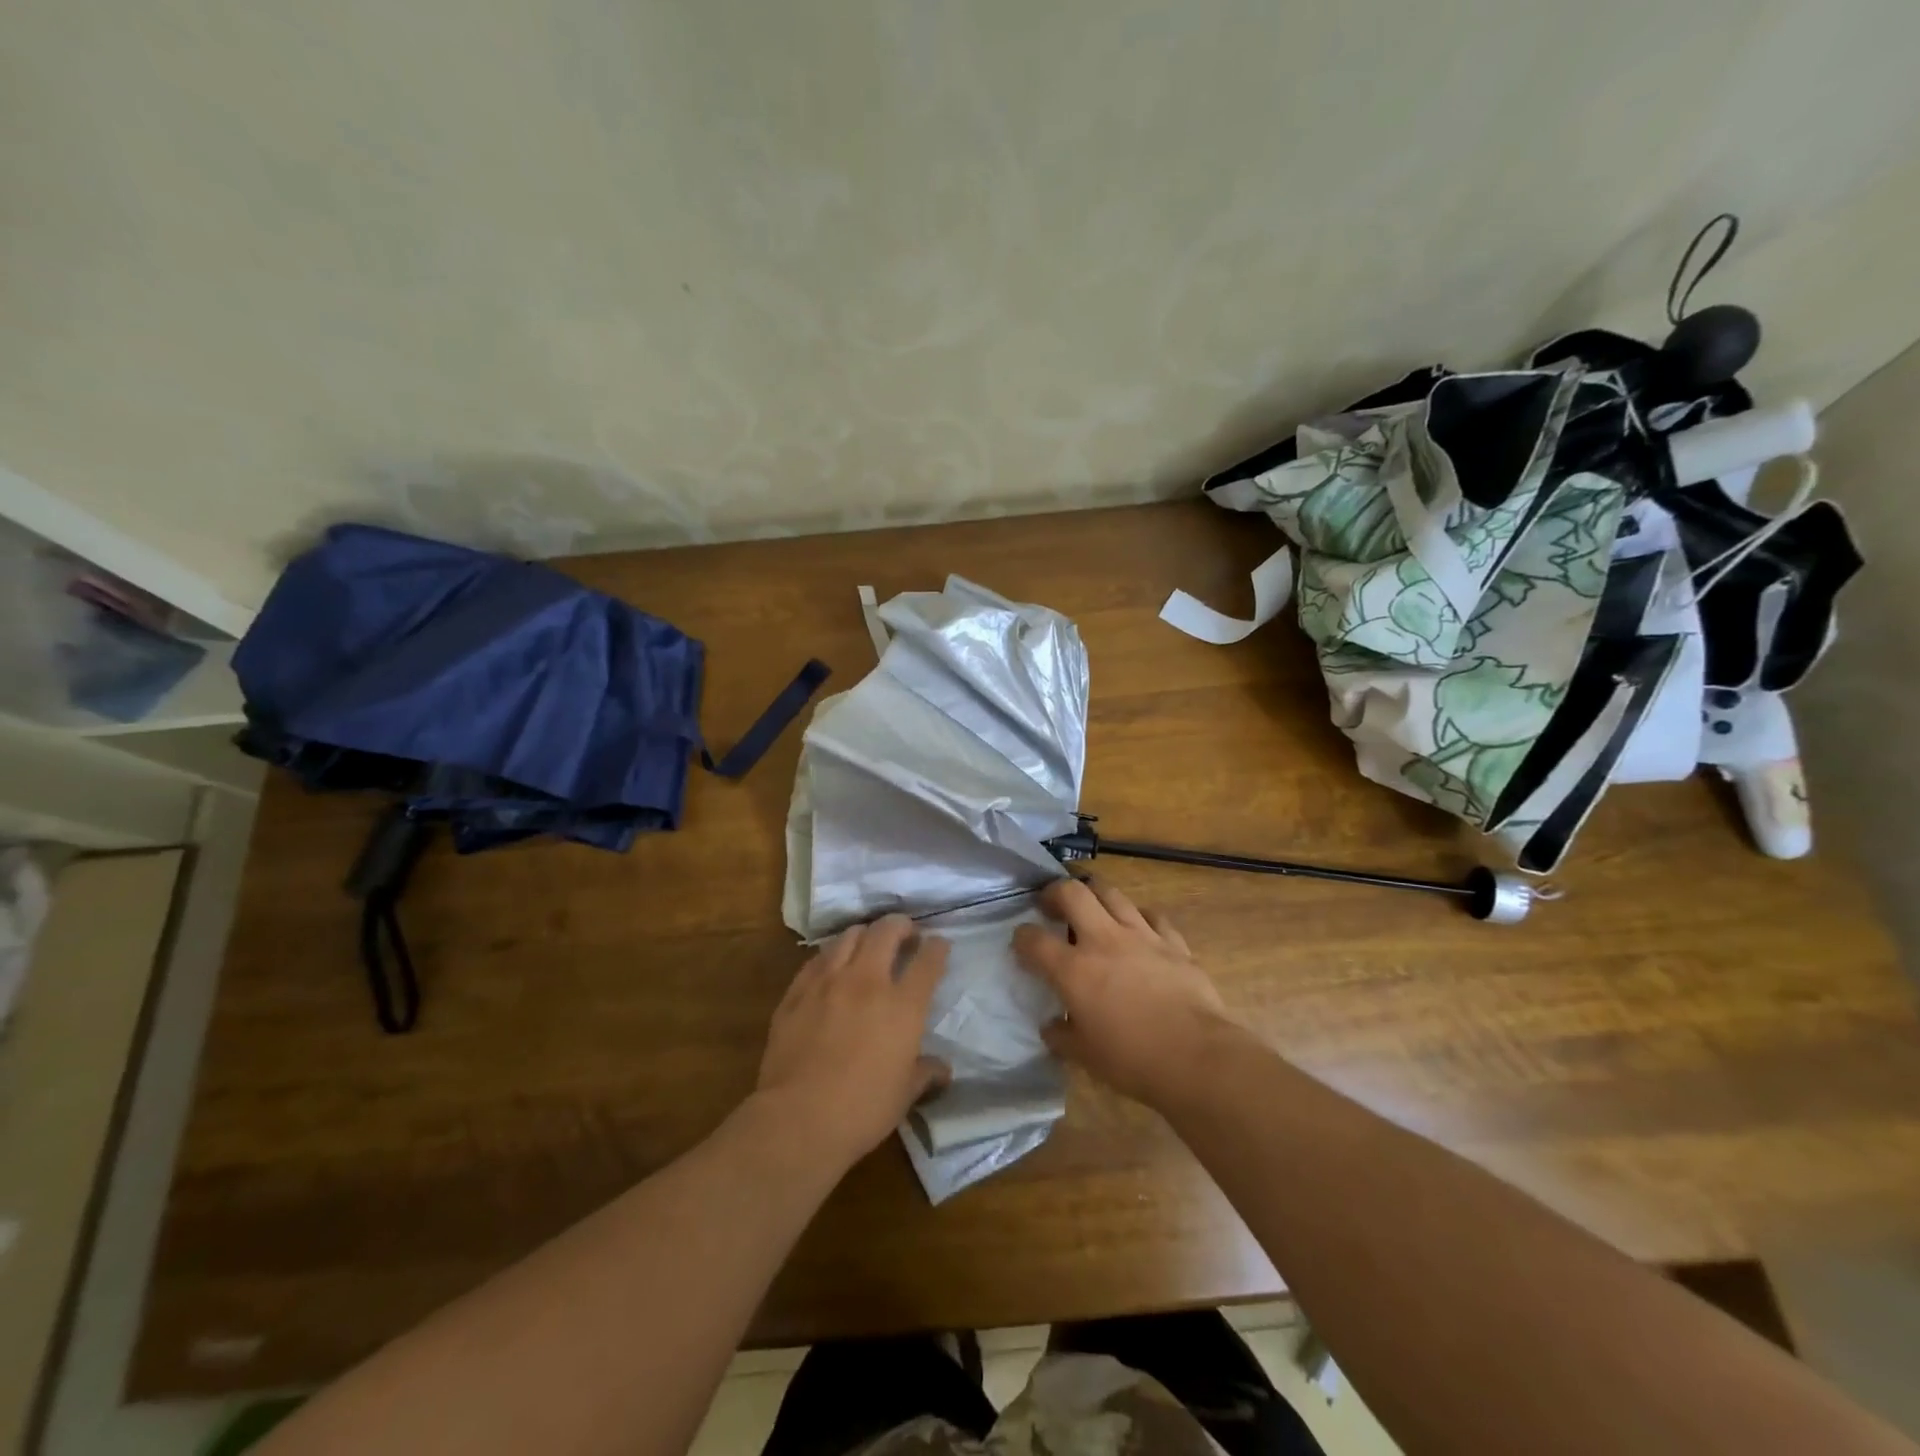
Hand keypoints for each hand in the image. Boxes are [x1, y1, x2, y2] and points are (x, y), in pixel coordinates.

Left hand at [755, 914, 950, 1171]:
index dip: (938, 947)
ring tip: (868, 944)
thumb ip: (925, 1073)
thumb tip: (942, 1070)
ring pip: (849, 936)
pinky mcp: (796, 992)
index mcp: (902, 1006)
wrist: (798, 1119)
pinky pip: (817, 960)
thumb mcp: (904, 1094)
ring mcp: (828, 982)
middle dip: (901, 925)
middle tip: (905, 933)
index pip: (928, 961)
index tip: (940, 945)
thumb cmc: (862, 1110)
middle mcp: (867, 982)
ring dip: (865, 934)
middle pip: (886, 931)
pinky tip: (832, 966)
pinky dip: (831, 956)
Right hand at [1013, 878, 1240, 1108]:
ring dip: (1095, 895)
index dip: (1021, 937)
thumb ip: (1062, 1036)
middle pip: (1073, 893)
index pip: (1034, 940)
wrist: (1197, 1056)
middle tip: (1051, 905)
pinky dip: (1140, 917)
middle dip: (1055, 892)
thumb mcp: (1085, 1057)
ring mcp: (1141, 936)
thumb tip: (1051, 1027)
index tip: (1021, 942)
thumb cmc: (1133, 1060)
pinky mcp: (1173, 942)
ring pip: (1112, 894)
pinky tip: (1139, 928)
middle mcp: (1103, 941)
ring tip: (1092, 907)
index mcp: (1074, 970)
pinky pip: (1153, 916)